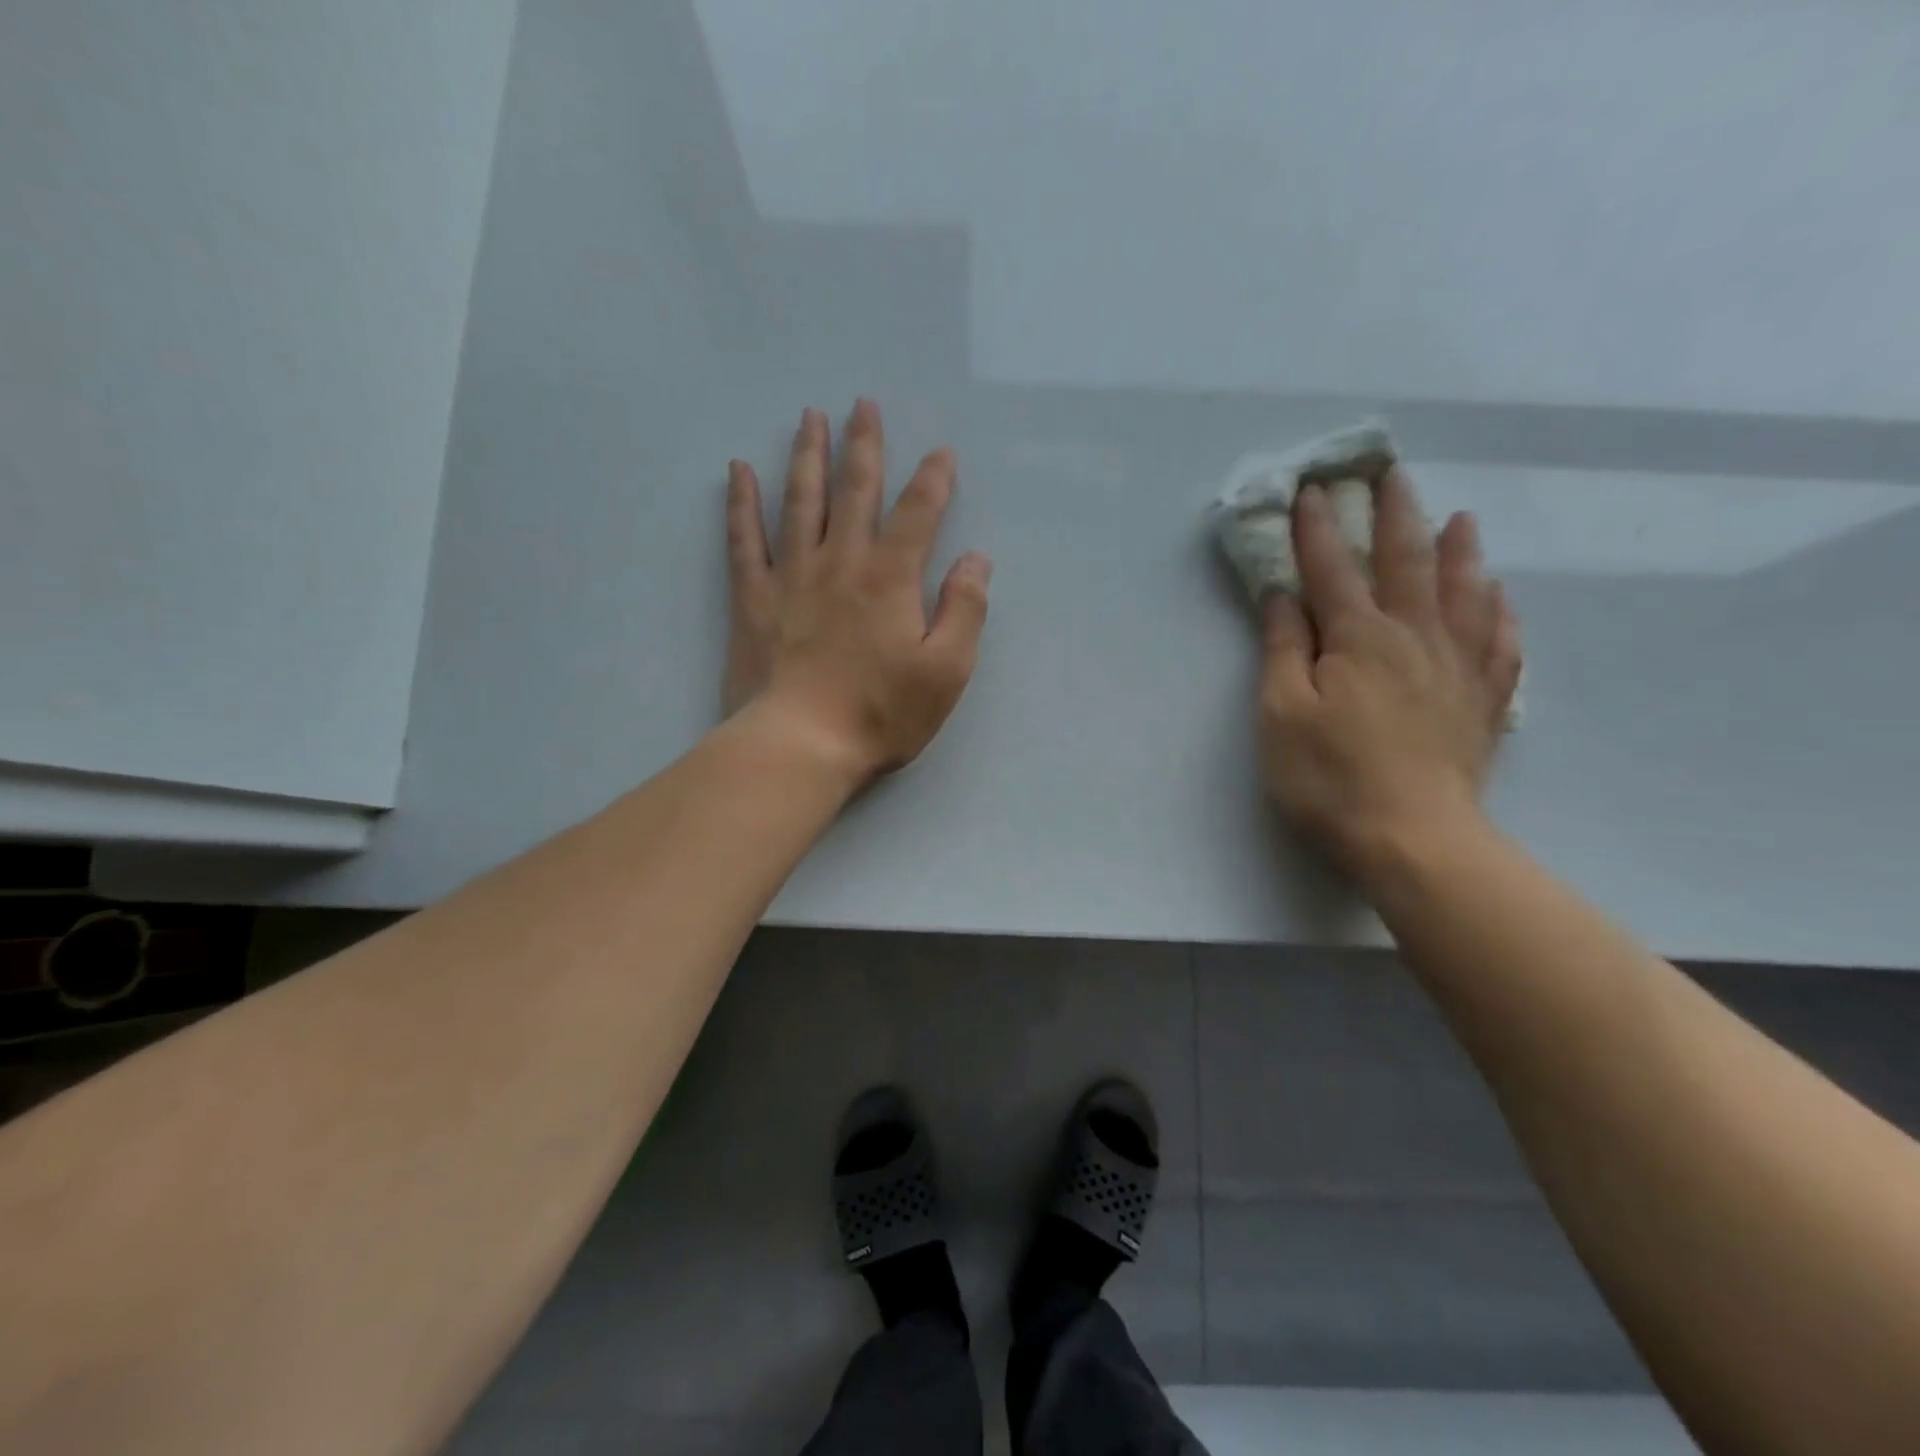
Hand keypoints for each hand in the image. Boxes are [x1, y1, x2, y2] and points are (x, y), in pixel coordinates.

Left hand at [723, 399, 991, 782]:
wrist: (799, 745)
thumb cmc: (880, 714)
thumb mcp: (946, 671)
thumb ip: (965, 610)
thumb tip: (975, 559)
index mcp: (890, 579)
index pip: (917, 514)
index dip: (933, 481)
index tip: (941, 453)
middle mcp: (840, 563)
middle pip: (854, 491)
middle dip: (864, 446)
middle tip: (863, 404)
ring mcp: (791, 577)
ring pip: (799, 501)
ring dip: (807, 456)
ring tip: (811, 417)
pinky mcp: (752, 599)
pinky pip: (743, 540)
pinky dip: (741, 503)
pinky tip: (739, 471)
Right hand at [1259, 469, 1521, 878]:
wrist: (1414, 838)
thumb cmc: (1329, 776)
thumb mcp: (1281, 714)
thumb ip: (1283, 650)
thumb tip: (1283, 596)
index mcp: (1358, 638)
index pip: (1332, 570)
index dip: (1318, 529)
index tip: (1311, 489)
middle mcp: (1414, 638)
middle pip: (1406, 564)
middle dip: (1396, 516)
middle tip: (1395, 475)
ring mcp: (1457, 668)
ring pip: (1463, 593)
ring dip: (1458, 552)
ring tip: (1461, 519)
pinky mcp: (1482, 702)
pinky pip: (1500, 643)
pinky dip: (1499, 613)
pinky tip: (1499, 597)